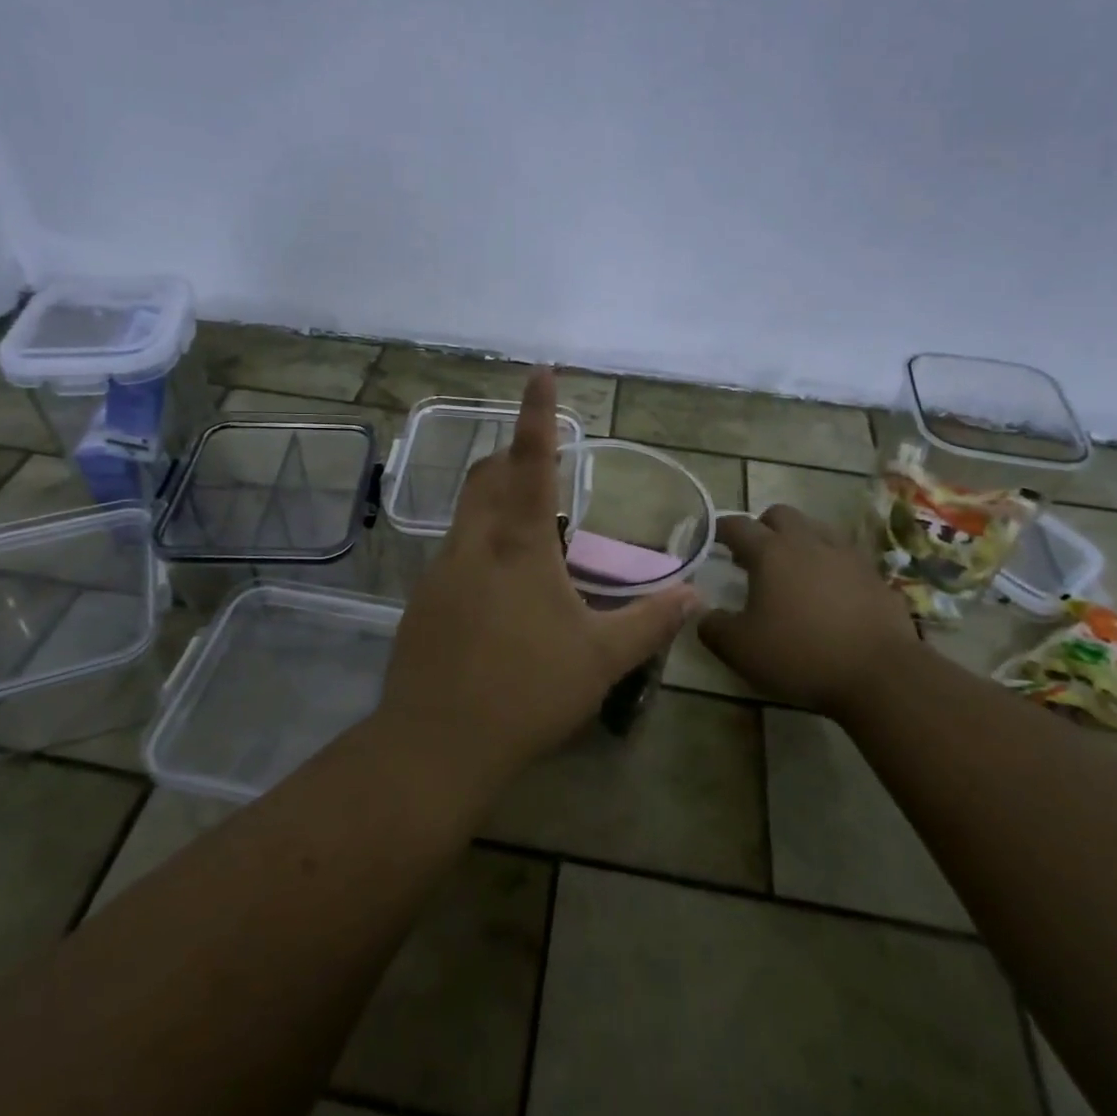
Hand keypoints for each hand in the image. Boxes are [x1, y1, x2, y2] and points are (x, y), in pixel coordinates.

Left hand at [377, 368, 699, 793]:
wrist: (435, 744)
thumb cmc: (527, 693)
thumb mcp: (600, 659)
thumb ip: (650, 622)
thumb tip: (695, 594)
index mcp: (519, 546)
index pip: (532, 462)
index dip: (538, 414)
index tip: (540, 371)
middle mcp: (473, 543)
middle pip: (486, 475)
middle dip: (512, 456)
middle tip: (541, 465)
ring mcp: (439, 570)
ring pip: (466, 512)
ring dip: (495, 501)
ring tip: (530, 531)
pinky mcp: (421, 599)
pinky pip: (454, 551)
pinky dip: (480, 544)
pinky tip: (499, 590)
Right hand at [697, 505, 921, 715]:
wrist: (881, 674)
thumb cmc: (801, 655)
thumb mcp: (740, 649)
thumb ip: (713, 627)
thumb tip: (704, 614)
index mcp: (770, 552)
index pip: (737, 525)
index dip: (720, 529)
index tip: (710, 540)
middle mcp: (807, 542)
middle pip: (780, 515)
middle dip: (762, 527)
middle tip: (753, 556)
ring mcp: (846, 555)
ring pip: (816, 529)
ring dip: (799, 541)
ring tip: (793, 571)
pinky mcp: (875, 576)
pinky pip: (845, 557)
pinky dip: (830, 565)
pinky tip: (829, 593)